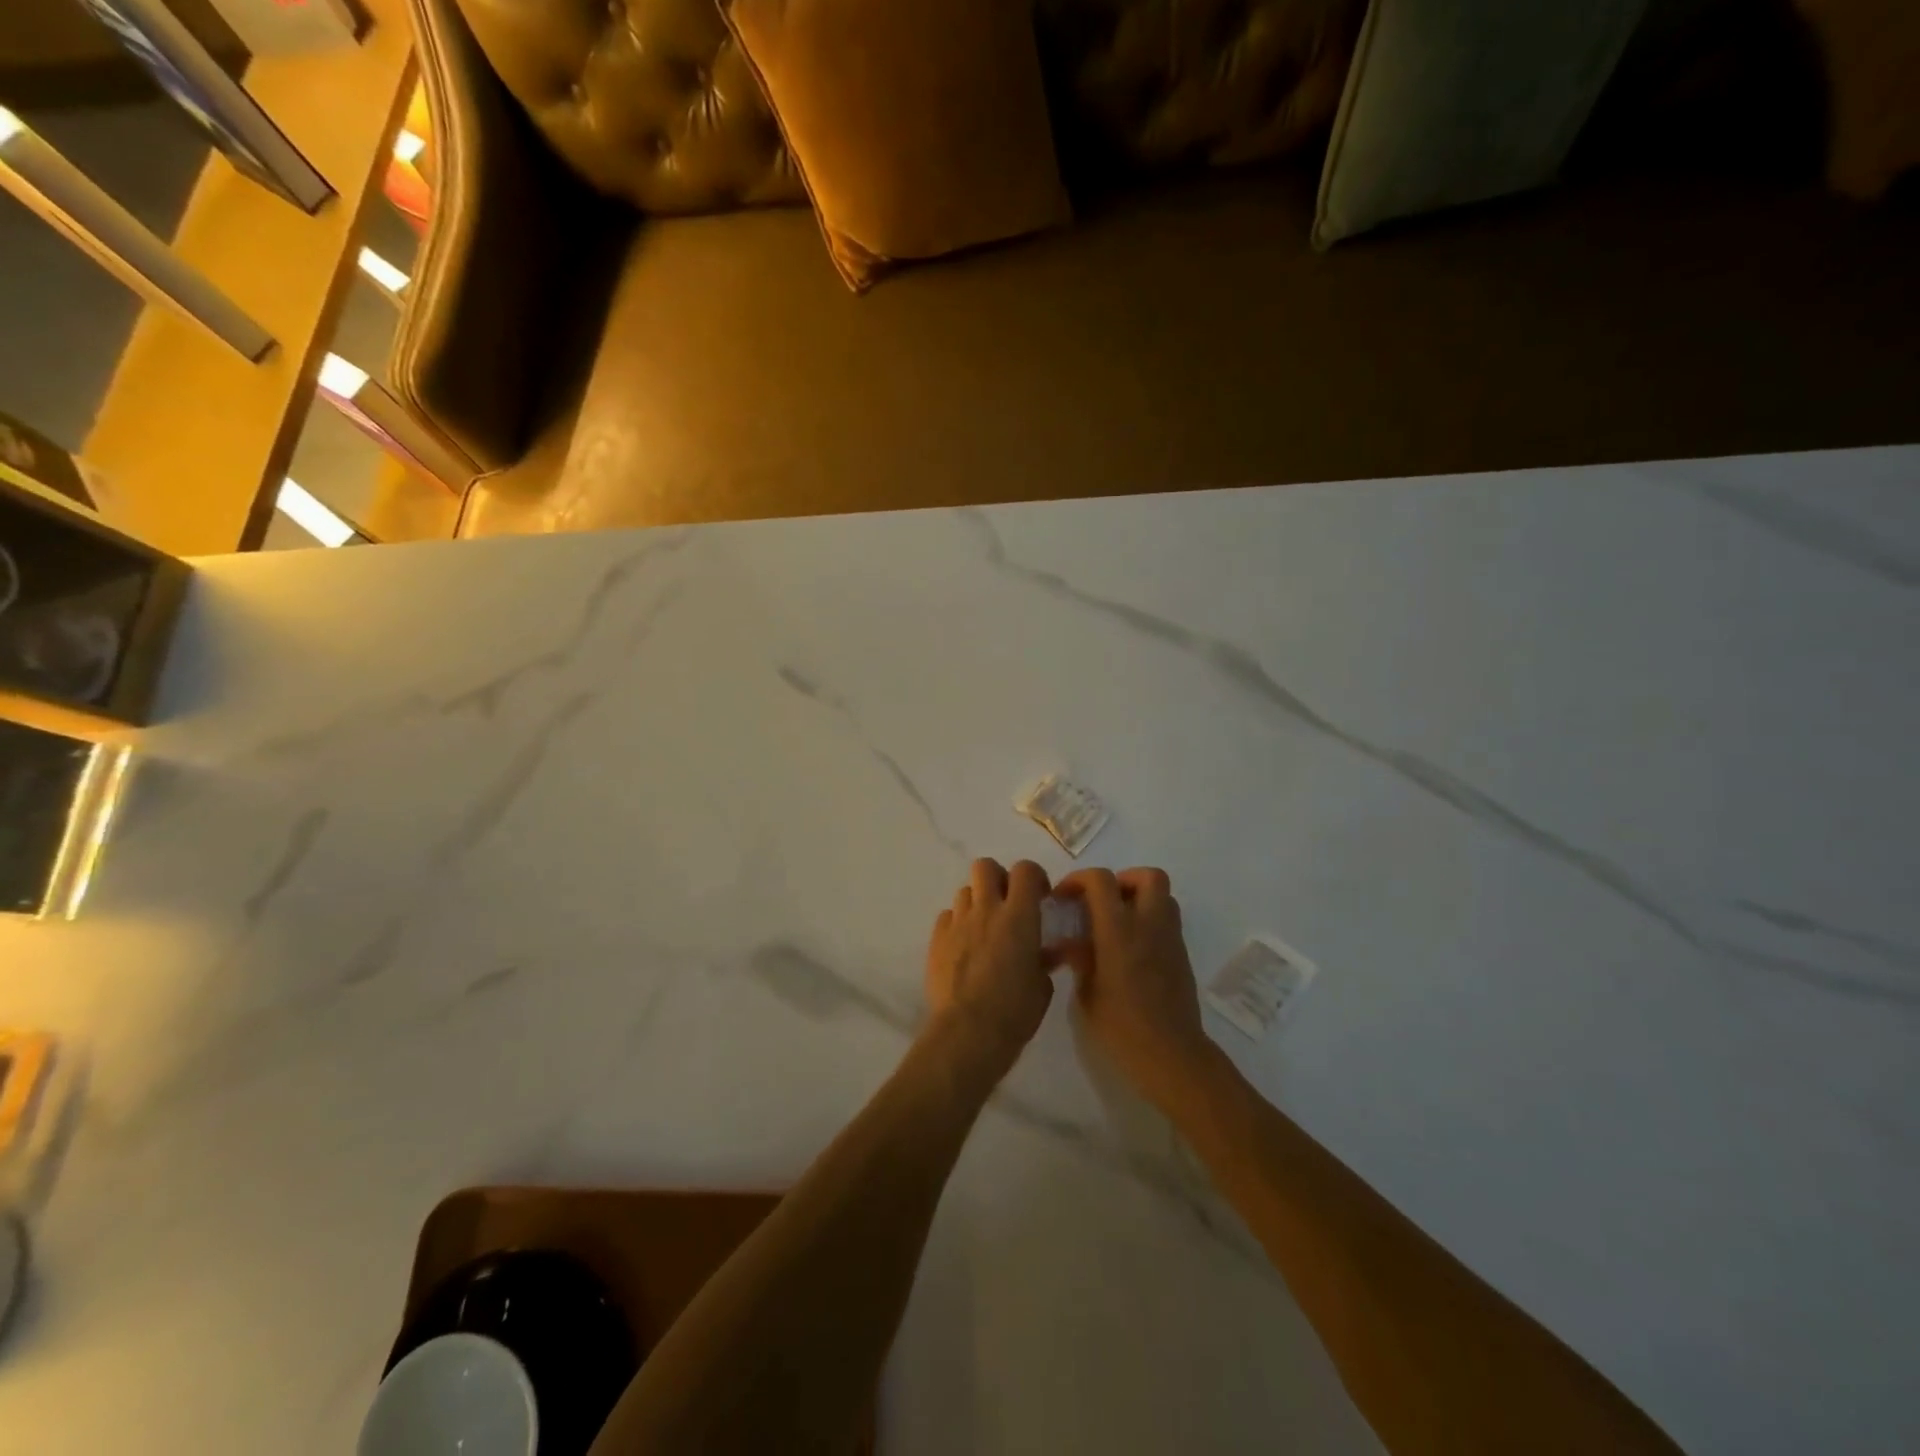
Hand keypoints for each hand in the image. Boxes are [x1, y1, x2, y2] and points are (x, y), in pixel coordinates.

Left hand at [925, 858, 1055, 1074]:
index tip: (1040, 897)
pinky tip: (964, 946)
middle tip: (1007, 903)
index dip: (1034, 877)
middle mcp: (986, 910)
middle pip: (985, 867)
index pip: (1025, 870)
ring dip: (977, 902)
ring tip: (984, 928)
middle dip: (998, 878)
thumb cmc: (1015, 1011)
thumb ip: (1043, 960)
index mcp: (1019, 916)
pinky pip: (947, 917)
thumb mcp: (1042, 986)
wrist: (968, 1033)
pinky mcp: (936, 939)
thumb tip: (1045, 952)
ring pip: (964, 891)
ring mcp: (958, 923)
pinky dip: (957, 924)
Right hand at [1054, 867, 1217, 1111]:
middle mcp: (1149, 925)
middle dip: (1122, 880)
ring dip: (1139, 898)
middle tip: (1101, 902)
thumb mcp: (1086, 993)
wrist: (1171, 1055)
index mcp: (1119, 931)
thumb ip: (1080, 958)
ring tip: (1116, 922)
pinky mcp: (1181, 955)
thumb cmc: (1121, 1027)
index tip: (1063, 897)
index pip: (1101, 881)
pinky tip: (1130, 948)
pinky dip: (1148, 921)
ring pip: (1163, 896)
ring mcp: (1170, 939)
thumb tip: (1071, 942)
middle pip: (1148, 876)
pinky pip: (1167, 921)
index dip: (1078, 880)